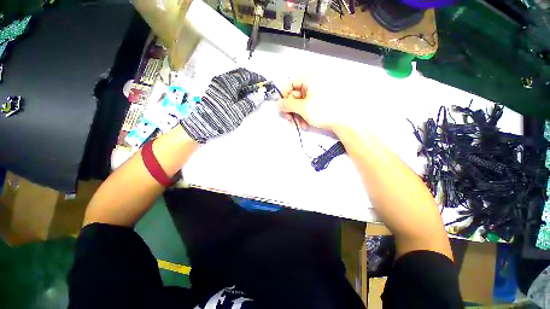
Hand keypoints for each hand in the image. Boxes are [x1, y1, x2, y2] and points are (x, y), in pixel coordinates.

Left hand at [181, 68, 265, 142]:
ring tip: (255, 93)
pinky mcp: (215, 91)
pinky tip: (244, 96)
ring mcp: (217, 84)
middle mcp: (222, 79)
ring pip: (235, 80)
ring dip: (246, 85)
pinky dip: (240, 89)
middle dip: (253, 81)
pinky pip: (231, 86)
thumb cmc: (219, 118)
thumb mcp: (238, 112)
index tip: (267, 84)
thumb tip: (261, 94)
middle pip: (241, 75)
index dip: (258, 78)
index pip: (247, 75)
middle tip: (261, 89)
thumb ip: (250, 102)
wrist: (199, 125)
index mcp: (228, 82)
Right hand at [279, 80, 346, 131]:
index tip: (281, 107)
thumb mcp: (303, 108)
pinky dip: (303, 117)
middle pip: (294, 95)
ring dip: (296, 116)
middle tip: (289, 119)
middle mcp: (312, 86)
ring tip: (299, 125)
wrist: (343, 122)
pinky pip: (306, 109)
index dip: (283, 95)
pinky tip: (305, 125)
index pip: (290, 83)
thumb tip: (277, 104)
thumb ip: (288, 105)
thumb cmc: (323, 111)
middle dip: (290, 110)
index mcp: (309, 80)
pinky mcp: (318, 104)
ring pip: (299, 104)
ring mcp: (316, 96)